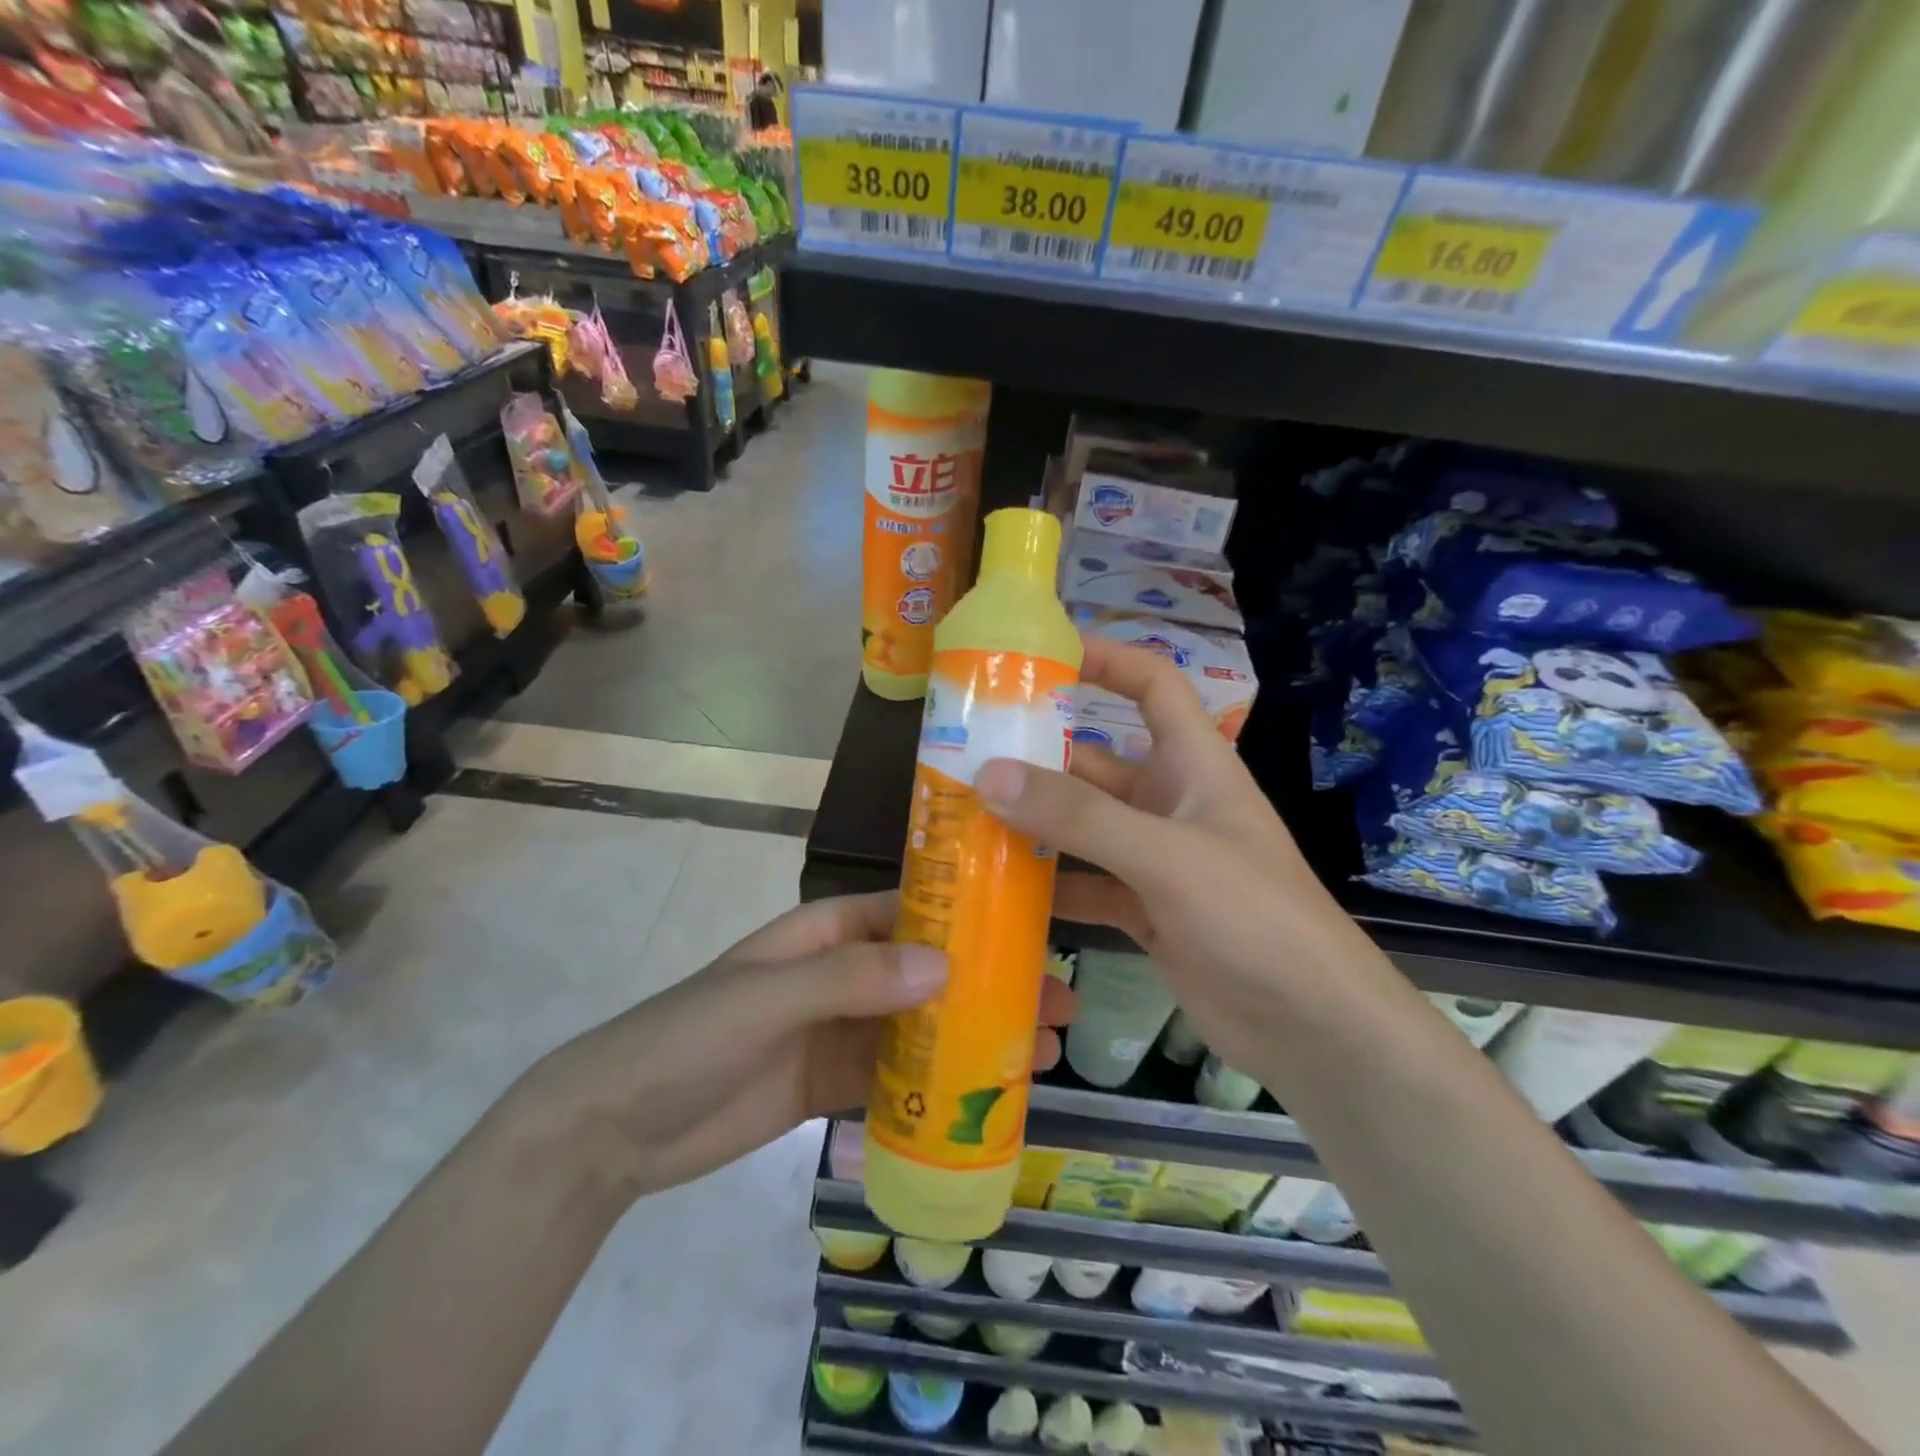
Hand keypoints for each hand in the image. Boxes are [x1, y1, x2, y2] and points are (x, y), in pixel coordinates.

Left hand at [530, 893, 1072, 1198]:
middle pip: (929, 972)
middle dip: (988, 984)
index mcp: (828, 932)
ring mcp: (840, 1031)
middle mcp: (843, 974)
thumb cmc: (691, 1035)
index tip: (1030, 931)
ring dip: (974, 1038)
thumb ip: (852, 979)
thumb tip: (946, 968)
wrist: (617, 1126)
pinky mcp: (833, 1084)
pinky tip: (985, 1101)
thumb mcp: (768, 995)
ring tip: (1040, 1054)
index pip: (911, 911)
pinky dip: (938, 1088)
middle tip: (1057, 1004)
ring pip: (921, 1027)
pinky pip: (897, 1080)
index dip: (970, 918)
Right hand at [975, 638, 1388, 1082]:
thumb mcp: (1166, 856)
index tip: (1040, 656)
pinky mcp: (1144, 910)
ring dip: (1032, 824)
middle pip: (1094, 762)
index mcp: (1192, 764)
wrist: (1311, 1027)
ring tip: (963, 819)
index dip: (1104, 659)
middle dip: (1036, 758)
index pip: (1151, 685)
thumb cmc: (1254, 917)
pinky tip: (998, 889)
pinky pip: (1084, 883)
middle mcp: (1170, 802)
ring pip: (1081, 827)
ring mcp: (1155, 859)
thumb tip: (989, 774)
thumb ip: (1079, 816)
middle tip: (963, 757)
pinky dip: (1048, 885)